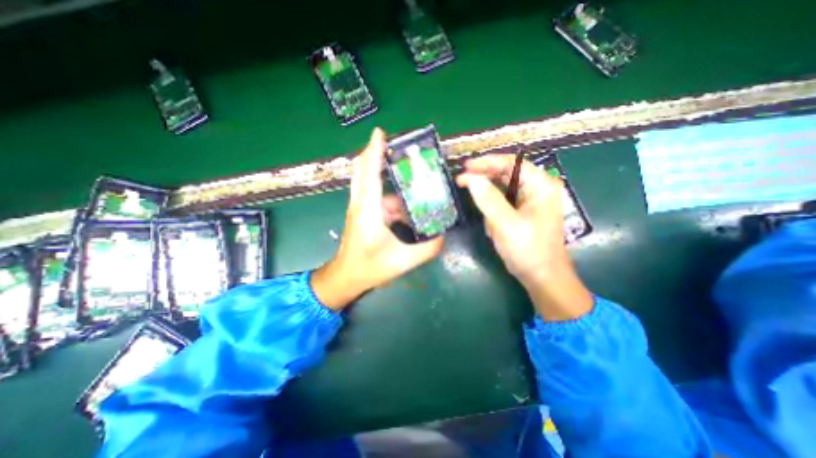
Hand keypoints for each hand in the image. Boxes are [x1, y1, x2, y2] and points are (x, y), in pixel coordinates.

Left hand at [309, 126, 442, 308]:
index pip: (369, 174)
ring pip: (371, 183)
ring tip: (412, 175)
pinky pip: (378, 197)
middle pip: (363, 170)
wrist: (346, 278)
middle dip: (376, 153)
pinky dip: (393, 196)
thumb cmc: (369, 268)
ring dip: (388, 177)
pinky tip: (409, 206)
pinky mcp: (364, 214)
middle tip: (397, 145)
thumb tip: (444, 235)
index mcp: (368, 210)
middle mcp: (361, 204)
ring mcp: (361, 208)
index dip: (374, 151)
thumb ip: (427, 248)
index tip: (380, 132)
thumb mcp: (402, 261)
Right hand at [456, 155, 590, 321]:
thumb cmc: (528, 250)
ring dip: (488, 199)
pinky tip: (491, 224)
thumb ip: (488, 199)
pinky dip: (492, 210)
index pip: (511, 163)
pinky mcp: (522, 211)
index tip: (465, 167)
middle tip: (461, 181)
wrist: (542, 277)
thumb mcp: (506, 224)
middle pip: (506, 173)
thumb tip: (470, 178)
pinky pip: (503, 202)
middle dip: (484, 178)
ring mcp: (530, 200)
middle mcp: (537, 188)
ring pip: (502, 188)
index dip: (486, 162)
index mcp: (540, 185)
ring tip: (481, 214)